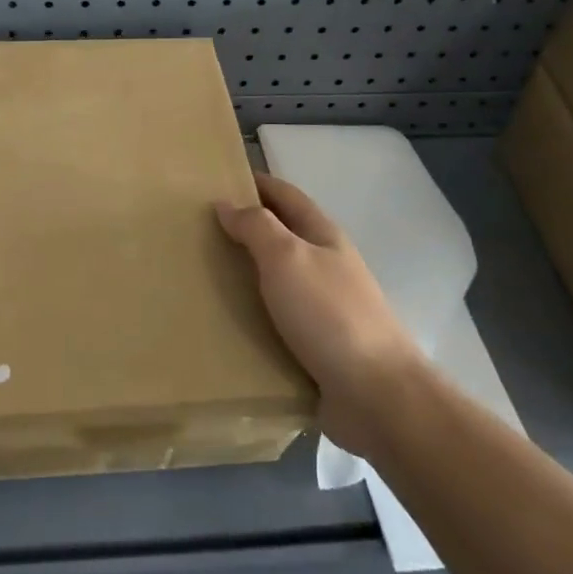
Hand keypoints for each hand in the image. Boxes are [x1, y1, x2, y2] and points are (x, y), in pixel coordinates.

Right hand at [217, 174, 422, 456]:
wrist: (376, 394)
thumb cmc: (329, 314)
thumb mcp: (287, 258)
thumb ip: (256, 227)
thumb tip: (226, 203)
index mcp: (323, 237)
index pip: (285, 196)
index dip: (255, 183)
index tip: (217, 179)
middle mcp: (325, 266)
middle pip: (281, 236)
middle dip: (244, 229)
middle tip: (196, 230)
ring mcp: (323, 308)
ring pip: (276, 280)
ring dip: (244, 274)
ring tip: (200, 276)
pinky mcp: (316, 346)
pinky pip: (275, 321)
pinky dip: (251, 315)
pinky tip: (224, 322)